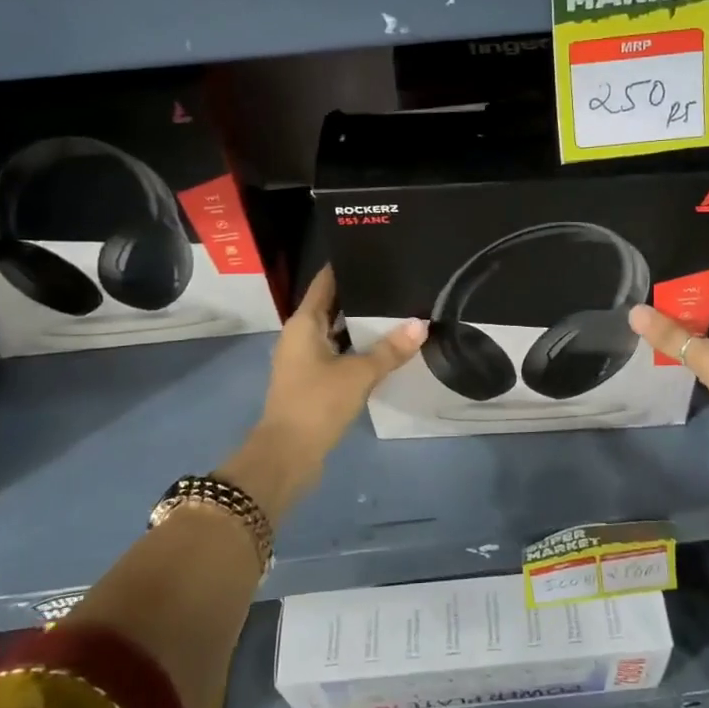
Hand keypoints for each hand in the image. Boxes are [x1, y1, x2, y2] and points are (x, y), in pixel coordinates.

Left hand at [221, 266, 426, 516]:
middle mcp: (300, 336)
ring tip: (398, 309)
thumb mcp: (359, 374)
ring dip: (361, 324)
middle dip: (361, 294)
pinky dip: (357, 347)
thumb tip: (422, 324)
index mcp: (304, 323)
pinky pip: (338, 353)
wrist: (287, 455)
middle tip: (397, 280)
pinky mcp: (312, 381)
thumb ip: (390, 349)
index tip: (374, 252)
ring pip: (336, 331)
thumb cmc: (317, 403)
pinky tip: (384, 347)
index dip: (347, 267)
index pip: (325, 282)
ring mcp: (305, 360)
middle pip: (332, 305)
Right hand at [629, 259, 708, 447]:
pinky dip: (704, 338)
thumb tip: (634, 312)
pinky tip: (678, 340)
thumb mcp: (708, 357)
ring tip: (658, 308)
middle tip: (654, 284)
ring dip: (695, 317)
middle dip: (689, 290)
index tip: (670, 254)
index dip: (700, 260)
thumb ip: (671, 335)